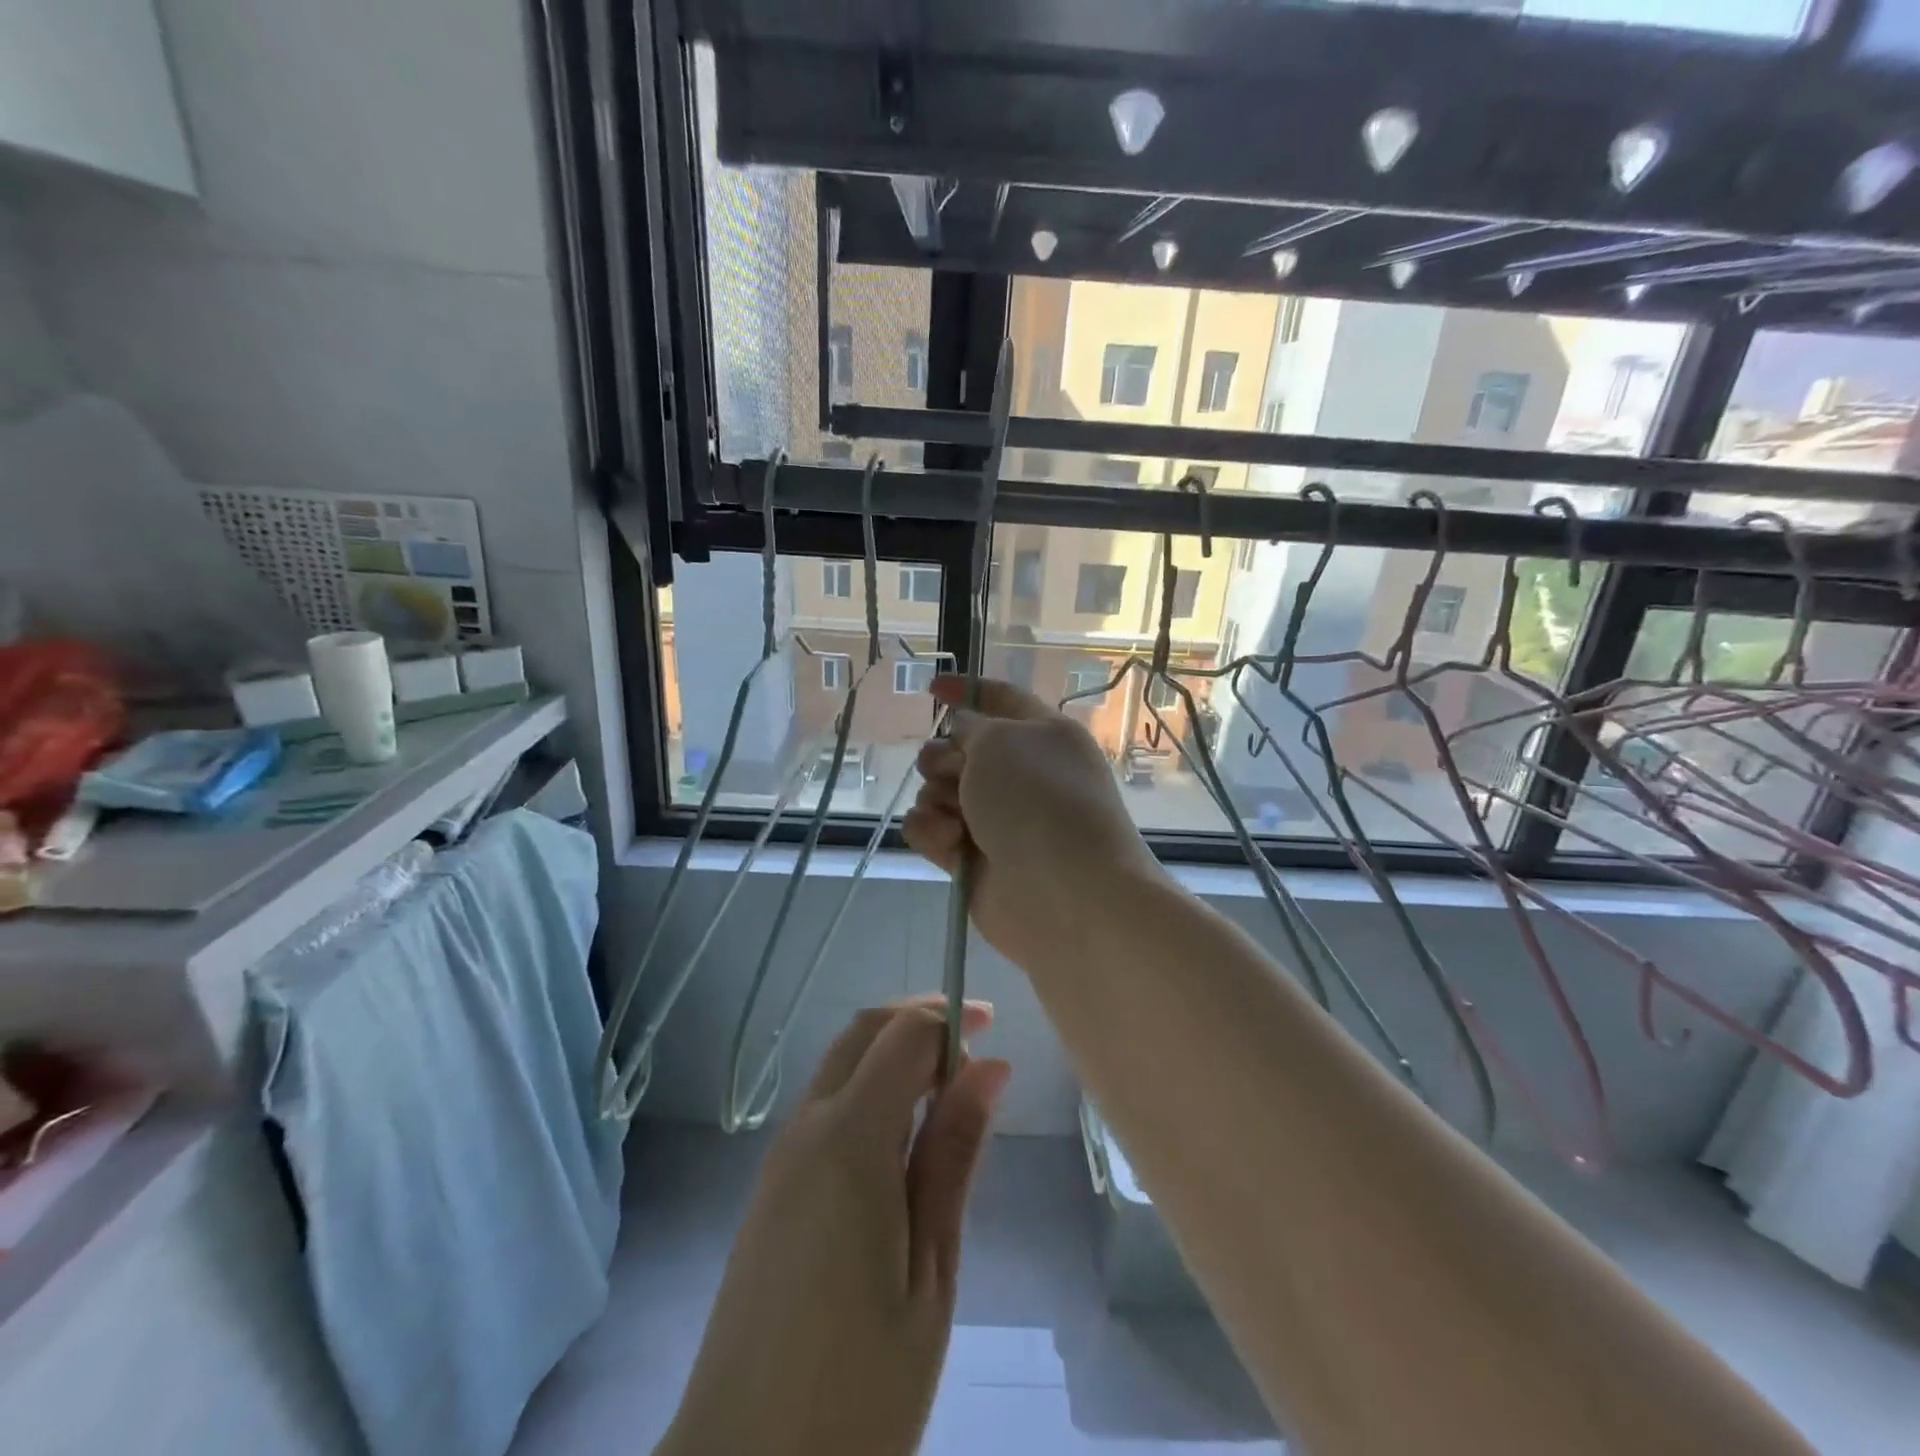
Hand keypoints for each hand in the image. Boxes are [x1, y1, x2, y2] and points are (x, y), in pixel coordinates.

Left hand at [659, 999, 1009, 1455]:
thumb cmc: (859, 1384)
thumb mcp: (931, 1270)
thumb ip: (953, 1156)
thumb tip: (990, 1067)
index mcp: (849, 1139)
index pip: (903, 1035)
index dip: (948, 1017)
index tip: (993, 1026)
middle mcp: (806, 1128)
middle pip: (862, 1034)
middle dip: (917, 1021)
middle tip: (973, 1048)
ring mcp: (781, 1157)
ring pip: (841, 1066)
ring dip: (893, 1056)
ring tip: (948, 1097)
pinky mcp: (771, 1189)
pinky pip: (825, 1107)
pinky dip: (869, 1092)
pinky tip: (902, 1143)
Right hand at [903, 676, 1165, 967]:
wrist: (1065, 895)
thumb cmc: (1038, 802)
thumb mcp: (1001, 740)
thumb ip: (972, 725)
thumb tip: (964, 730)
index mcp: (1042, 735)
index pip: (1000, 700)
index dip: (967, 689)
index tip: (933, 687)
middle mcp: (1020, 774)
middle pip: (958, 749)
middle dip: (943, 756)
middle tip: (953, 772)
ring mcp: (996, 818)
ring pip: (938, 790)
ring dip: (936, 797)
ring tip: (956, 818)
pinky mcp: (973, 857)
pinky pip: (931, 829)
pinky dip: (932, 831)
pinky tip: (950, 843)